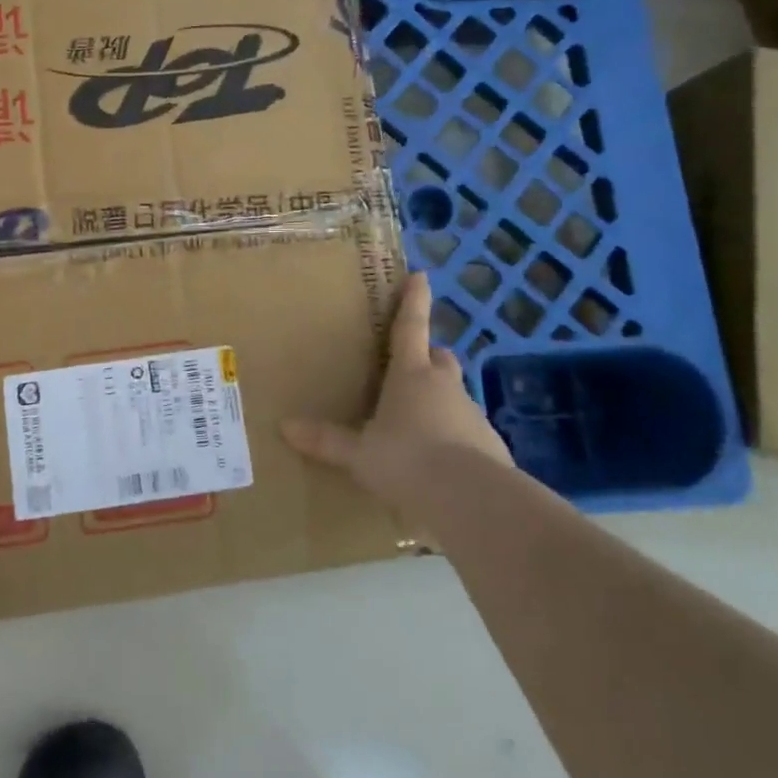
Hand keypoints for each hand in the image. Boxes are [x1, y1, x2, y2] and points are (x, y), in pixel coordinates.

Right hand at [283, 272, 512, 515]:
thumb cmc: (407, 461)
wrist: (472, 501)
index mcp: (411, 376)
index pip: (410, 328)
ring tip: (418, 425)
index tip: (420, 276)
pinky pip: (469, 432)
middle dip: (427, 358)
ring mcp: (473, 416)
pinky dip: (455, 438)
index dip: (414, 301)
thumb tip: (284, 427)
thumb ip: (326, 440)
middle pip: (439, 359)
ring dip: (440, 400)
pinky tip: (441, 463)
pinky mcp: (492, 447)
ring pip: (455, 396)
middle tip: (410, 367)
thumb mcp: (359, 454)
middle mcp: (445, 387)